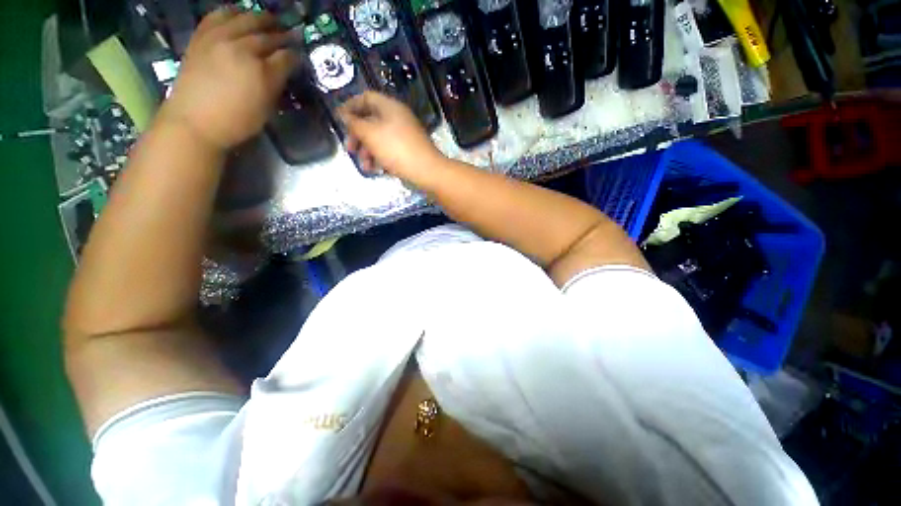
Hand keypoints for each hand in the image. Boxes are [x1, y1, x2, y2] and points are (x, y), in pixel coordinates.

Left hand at [157, 8, 297, 151]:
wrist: (193, 121)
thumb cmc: (236, 122)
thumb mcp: (266, 109)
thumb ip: (276, 87)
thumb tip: (283, 73)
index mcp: (262, 73)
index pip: (286, 58)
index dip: (296, 56)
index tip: (300, 56)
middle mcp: (242, 50)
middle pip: (268, 36)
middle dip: (282, 34)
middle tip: (290, 34)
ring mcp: (219, 40)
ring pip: (245, 19)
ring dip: (261, 18)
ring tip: (269, 20)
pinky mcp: (201, 37)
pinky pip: (218, 15)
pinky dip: (232, 11)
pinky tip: (240, 13)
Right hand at [339, 92, 446, 181]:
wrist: (427, 171)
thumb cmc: (396, 149)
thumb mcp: (370, 134)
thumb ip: (353, 123)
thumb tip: (342, 113)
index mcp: (390, 107)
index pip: (366, 97)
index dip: (350, 106)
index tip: (339, 119)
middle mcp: (397, 118)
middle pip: (371, 120)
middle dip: (357, 136)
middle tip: (349, 149)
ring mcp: (404, 135)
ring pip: (379, 138)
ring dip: (367, 152)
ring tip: (364, 167)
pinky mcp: (408, 151)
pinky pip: (389, 150)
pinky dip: (380, 158)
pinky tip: (376, 170)